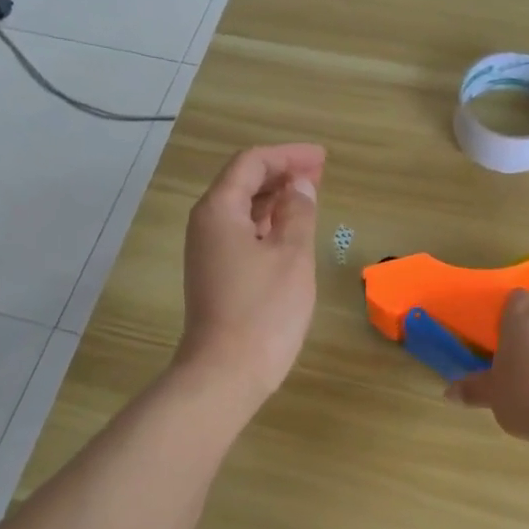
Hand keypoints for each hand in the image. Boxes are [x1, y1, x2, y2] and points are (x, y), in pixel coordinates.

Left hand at [174, 143, 324, 406]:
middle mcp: (206, 225)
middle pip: (242, 183)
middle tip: (320, 173)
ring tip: (310, 196)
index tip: (322, 158)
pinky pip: (242, 235)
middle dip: (281, 173)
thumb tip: (300, 186)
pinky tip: (290, 231)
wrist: (226, 372)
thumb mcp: (291, 256)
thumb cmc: (264, 311)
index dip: (288, 155)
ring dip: (275, 199)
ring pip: (242, 210)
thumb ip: (298, 212)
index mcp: (219, 210)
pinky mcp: (216, 275)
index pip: (251, 163)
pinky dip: (267, 225)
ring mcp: (208, 252)